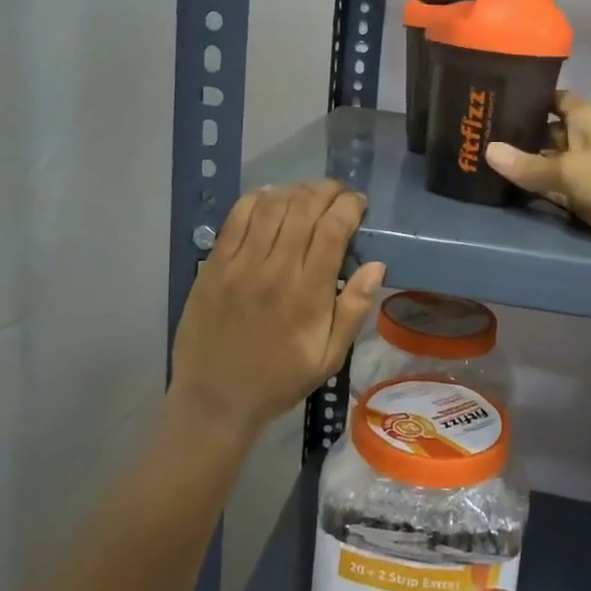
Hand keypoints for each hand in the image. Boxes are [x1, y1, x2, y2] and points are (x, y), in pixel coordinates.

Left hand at [170, 180, 385, 443]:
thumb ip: (354, 309)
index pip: (333, 230)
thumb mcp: (329, 357)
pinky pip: (236, 217)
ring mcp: (240, 265)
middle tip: (338, 193)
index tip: (358, 203)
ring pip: (271, 206)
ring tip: (308, 195)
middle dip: (327, 191)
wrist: (215, 400)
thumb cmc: (279, 380)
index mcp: (308, 295)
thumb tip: (376, 264)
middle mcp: (275, 271)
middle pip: (304, 208)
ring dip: (295, 190)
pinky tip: (272, 198)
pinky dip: (257, 198)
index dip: (349, 206)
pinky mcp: (213, 265)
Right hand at [485, 92, 590, 270]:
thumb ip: (529, 164)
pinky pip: (552, 189)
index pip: (552, 98)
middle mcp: (582, 138)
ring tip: (478, 156)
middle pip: (544, 131)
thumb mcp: (571, 169)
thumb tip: (487, 150)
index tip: (494, 97)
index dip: (527, 96)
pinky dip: (532, 188)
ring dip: (522, 163)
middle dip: (517, 132)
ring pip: (546, 162)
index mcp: (585, 117)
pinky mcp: (584, 198)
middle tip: (476, 132)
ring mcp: (584, 169)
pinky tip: (502, 185)